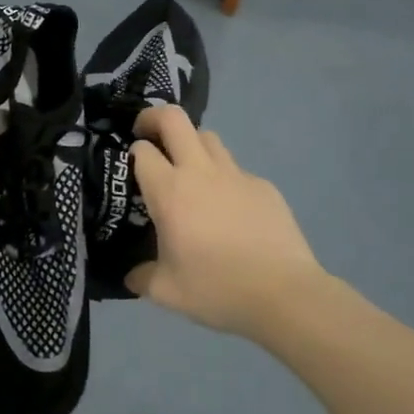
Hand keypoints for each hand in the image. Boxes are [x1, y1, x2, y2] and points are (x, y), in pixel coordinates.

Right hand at [126, 106, 325, 335]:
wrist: (284, 294)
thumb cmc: (217, 289)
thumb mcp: (167, 292)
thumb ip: (142, 277)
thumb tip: (132, 275)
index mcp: (170, 192)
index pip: (142, 151)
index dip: (131, 154)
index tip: (129, 168)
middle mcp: (200, 172)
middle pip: (174, 119)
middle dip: (153, 118)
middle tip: (146, 136)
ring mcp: (236, 175)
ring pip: (207, 137)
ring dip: (190, 144)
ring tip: (188, 172)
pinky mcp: (263, 186)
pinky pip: (236, 169)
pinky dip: (223, 178)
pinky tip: (228, 209)